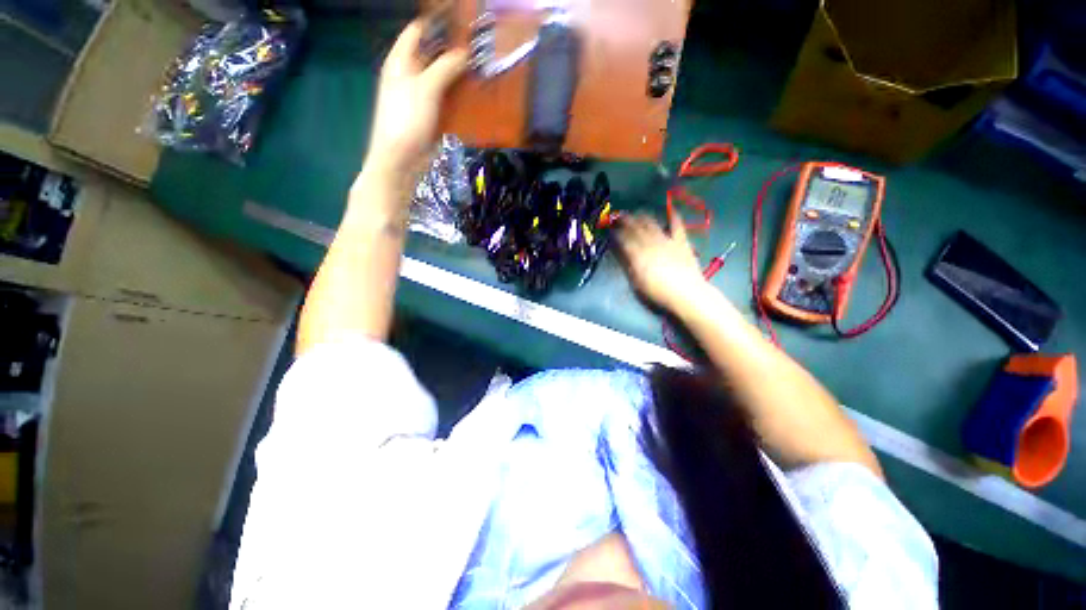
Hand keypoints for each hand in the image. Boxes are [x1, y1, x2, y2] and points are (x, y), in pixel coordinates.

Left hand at [365, 21, 466, 178]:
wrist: (402, 159)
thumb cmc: (406, 119)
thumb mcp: (425, 88)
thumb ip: (445, 67)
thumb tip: (465, 52)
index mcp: (401, 61)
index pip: (418, 31)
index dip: (437, 22)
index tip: (460, 19)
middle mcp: (410, 75)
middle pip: (433, 53)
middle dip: (453, 48)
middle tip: (478, 43)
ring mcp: (422, 96)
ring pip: (443, 77)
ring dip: (460, 73)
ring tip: (482, 65)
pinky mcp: (432, 115)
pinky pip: (448, 99)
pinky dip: (460, 95)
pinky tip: (475, 93)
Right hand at [617, 207, 708, 314]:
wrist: (686, 294)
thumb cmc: (658, 292)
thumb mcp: (637, 282)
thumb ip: (628, 265)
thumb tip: (621, 253)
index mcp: (637, 255)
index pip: (623, 239)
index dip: (615, 233)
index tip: (610, 230)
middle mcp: (650, 244)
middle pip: (635, 228)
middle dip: (625, 221)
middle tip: (619, 217)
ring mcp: (666, 241)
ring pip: (652, 224)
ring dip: (642, 217)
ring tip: (636, 214)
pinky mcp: (681, 242)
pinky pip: (677, 226)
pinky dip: (673, 217)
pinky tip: (670, 211)